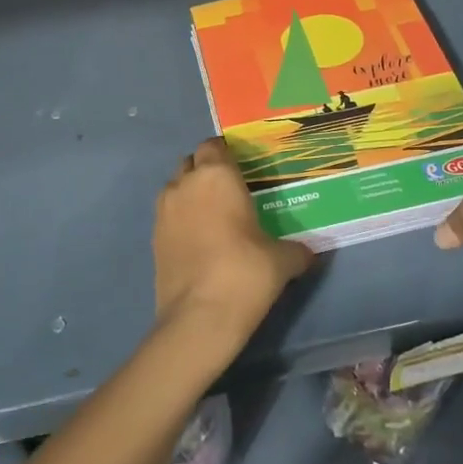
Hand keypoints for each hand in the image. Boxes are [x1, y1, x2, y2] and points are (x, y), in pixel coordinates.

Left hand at [153, 138, 314, 352]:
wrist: (199, 318)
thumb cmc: (245, 273)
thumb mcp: (283, 260)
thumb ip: (297, 250)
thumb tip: (310, 253)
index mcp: (217, 175)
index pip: (215, 145)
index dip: (227, 153)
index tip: (243, 168)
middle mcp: (185, 184)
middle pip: (192, 162)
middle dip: (207, 170)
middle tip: (229, 190)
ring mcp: (164, 210)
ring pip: (176, 186)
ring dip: (190, 192)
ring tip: (213, 215)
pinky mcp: (153, 237)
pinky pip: (168, 214)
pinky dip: (181, 218)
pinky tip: (199, 239)